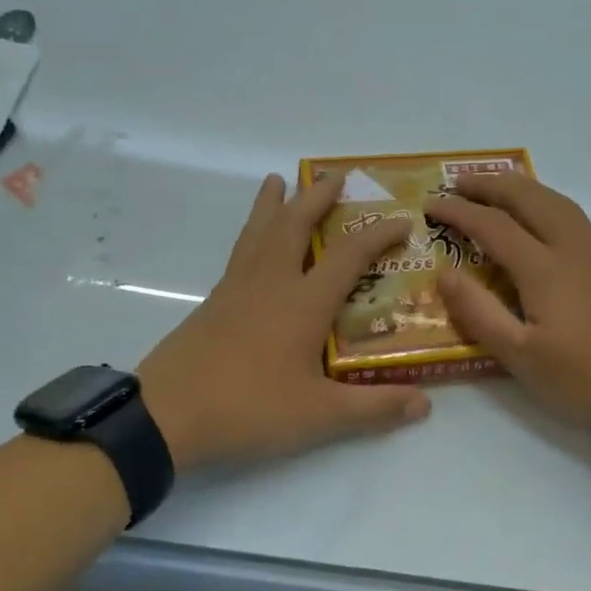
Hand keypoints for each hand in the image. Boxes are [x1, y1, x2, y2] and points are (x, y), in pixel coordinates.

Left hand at [138, 173, 430, 470]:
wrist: (166, 414)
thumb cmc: (249, 408)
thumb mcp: (320, 415)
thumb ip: (374, 408)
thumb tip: (425, 405)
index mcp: (303, 302)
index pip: (349, 255)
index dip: (378, 234)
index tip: (401, 220)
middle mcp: (271, 283)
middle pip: (295, 225)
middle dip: (318, 197)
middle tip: (335, 176)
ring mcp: (237, 288)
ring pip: (259, 231)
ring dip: (273, 203)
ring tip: (277, 179)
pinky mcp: (214, 301)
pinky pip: (240, 251)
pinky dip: (252, 231)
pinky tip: (253, 241)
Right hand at [426, 174, 590, 436]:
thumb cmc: (588, 380)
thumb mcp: (521, 357)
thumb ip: (480, 312)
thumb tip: (444, 273)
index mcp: (545, 269)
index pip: (493, 226)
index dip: (459, 211)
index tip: (430, 203)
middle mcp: (574, 251)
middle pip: (531, 199)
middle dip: (492, 185)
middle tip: (461, 181)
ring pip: (560, 204)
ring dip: (524, 190)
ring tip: (500, 191)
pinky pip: (575, 222)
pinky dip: (548, 207)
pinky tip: (544, 229)